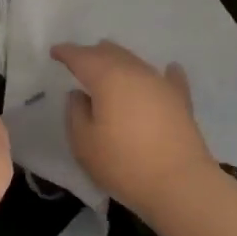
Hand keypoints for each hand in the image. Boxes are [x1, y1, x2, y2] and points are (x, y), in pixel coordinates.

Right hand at [50, 41, 218, 217]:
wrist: (180, 184)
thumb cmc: (123, 164)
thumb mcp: (84, 143)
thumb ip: (75, 113)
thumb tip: (79, 95)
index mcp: (107, 77)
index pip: (82, 57)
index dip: (67, 52)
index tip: (55, 51)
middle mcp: (135, 72)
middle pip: (110, 53)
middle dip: (93, 53)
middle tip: (80, 61)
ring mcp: (161, 84)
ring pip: (136, 61)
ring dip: (120, 61)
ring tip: (111, 66)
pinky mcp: (181, 100)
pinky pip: (169, 78)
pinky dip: (163, 73)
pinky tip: (169, 70)